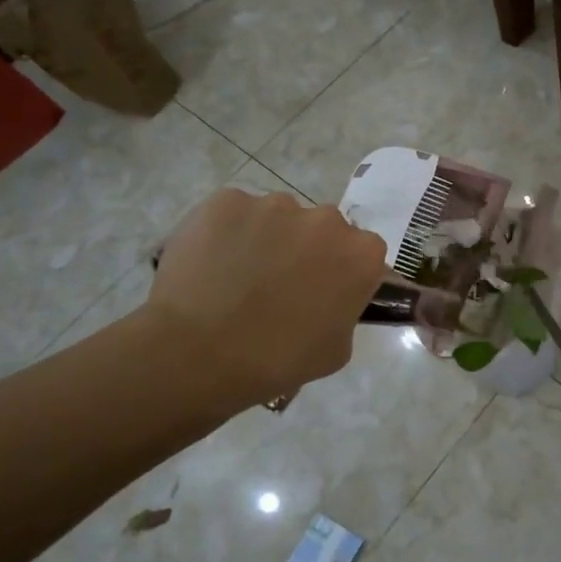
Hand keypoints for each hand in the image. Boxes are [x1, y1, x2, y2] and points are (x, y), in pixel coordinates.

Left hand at [142, 188, 384, 409]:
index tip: (323, 293)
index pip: (362, 254)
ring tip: (236, 276)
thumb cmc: (276, 361)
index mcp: (361, 254)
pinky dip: (227, 233)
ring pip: (278, 217)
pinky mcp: (227, 200)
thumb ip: (345, 312)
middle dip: (306, 250)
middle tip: (278, 285)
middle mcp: (326, 218)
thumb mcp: (336, 350)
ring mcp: (274, 204)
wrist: (198, 353)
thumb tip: (330, 300)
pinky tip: (210, 264)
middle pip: (322, 229)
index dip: (342, 272)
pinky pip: (234, 214)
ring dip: (267, 238)